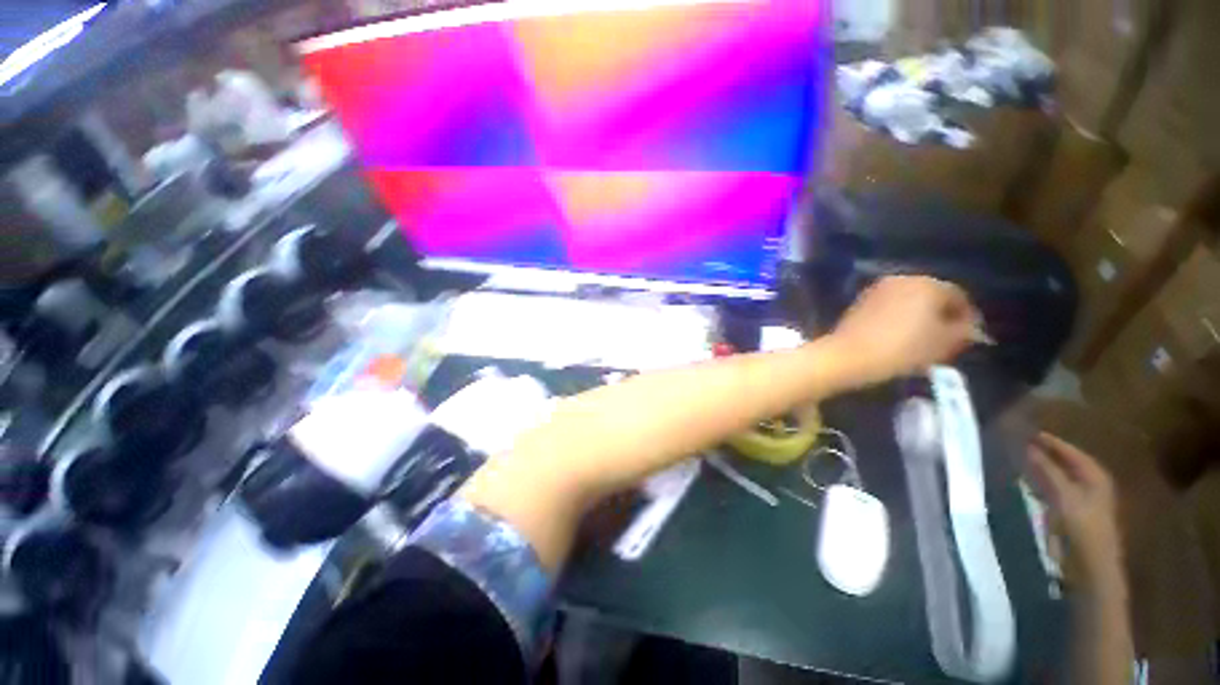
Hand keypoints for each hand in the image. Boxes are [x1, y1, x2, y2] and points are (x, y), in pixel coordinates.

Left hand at [826, 276, 975, 386]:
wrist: (849, 355)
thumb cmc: (902, 349)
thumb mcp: (943, 344)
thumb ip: (963, 332)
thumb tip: (971, 329)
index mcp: (928, 284)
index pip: (959, 297)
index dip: (967, 318)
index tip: (969, 338)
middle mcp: (902, 279)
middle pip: (932, 296)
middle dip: (942, 316)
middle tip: (947, 339)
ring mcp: (877, 289)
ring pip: (909, 302)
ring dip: (919, 317)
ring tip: (923, 341)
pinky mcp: (859, 302)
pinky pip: (889, 308)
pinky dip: (898, 319)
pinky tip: (898, 337)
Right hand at [1027, 433, 1123, 587]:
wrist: (1090, 566)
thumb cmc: (1083, 527)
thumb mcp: (1065, 496)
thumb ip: (1048, 470)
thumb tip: (1029, 446)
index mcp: (1096, 476)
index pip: (1072, 452)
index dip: (1052, 442)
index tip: (1029, 431)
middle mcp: (1091, 484)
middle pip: (1067, 463)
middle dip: (1047, 453)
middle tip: (1022, 442)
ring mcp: (1081, 500)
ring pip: (1059, 476)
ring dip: (1042, 467)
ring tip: (1021, 458)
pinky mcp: (1070, 513)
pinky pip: (1054, 490)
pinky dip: (1041, 483)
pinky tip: (1028, 481)